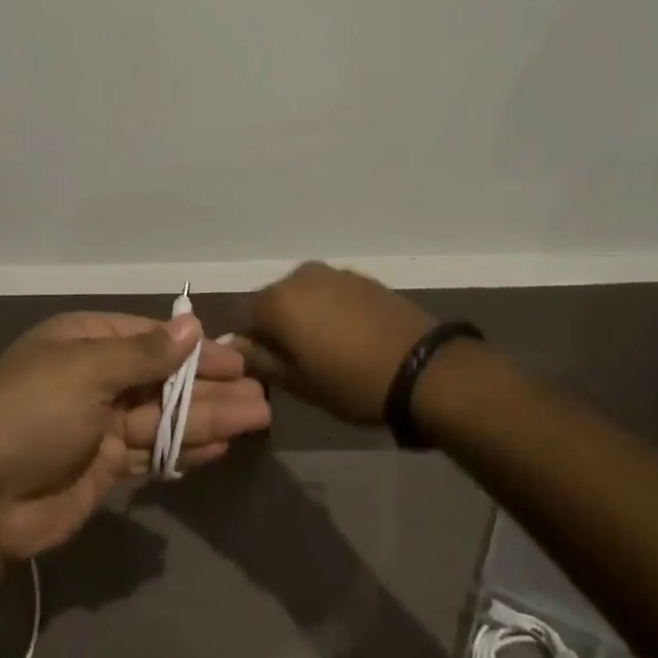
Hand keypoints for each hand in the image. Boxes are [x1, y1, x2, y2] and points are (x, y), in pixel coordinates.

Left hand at [0, 312, 269, 576]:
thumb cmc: (31, 414)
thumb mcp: (85, 371)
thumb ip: (143, 354)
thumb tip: (192, 325)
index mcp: (85, 342)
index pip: (151, 339)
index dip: (195, 350)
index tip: (237, 358)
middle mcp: (95, 379)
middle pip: (164, 380)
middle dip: (211, 387)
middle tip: (262, 394)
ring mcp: (101, 425)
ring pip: (165, 417)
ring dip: (209, 418)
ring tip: (258, 419)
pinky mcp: (105, 468)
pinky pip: (154, 453)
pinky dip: (185, 450)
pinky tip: (221, 448)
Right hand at [238, 262, 438, 424]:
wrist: (423, 368)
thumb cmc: (350, 382)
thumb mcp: (298, 383)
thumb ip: (260, 360)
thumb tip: (234, 346)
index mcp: (276, 300)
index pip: (243, 317)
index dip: (249, 343)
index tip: (264, 367)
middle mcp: (299, 277)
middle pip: (273, 301)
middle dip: (276, 326)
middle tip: (293, 360)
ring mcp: (333, 273)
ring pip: (303, 295)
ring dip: (304, 316)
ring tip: (323, 349)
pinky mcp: (362, 278)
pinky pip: (331, 293)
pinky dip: (330, 310)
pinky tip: (348, 336)